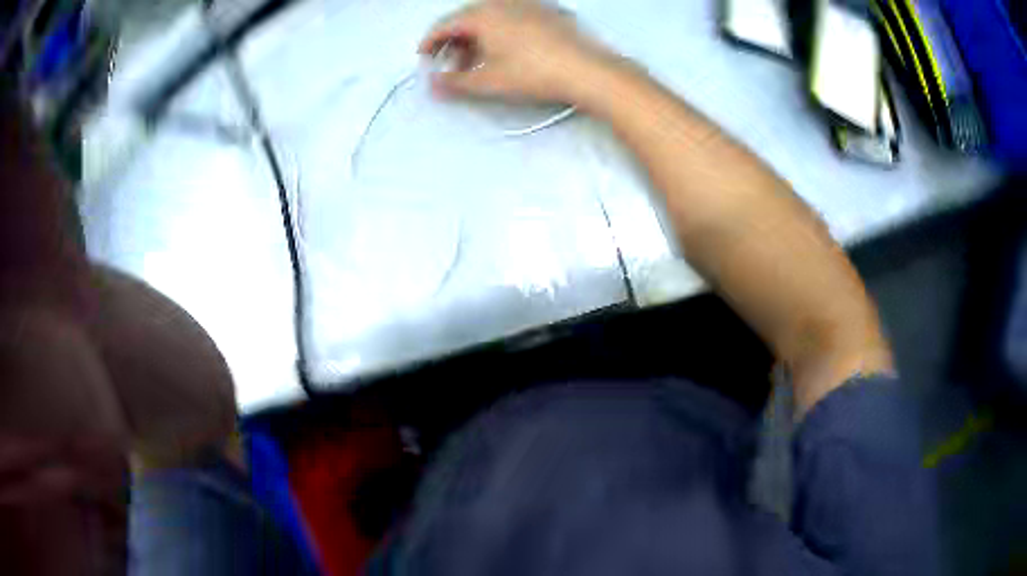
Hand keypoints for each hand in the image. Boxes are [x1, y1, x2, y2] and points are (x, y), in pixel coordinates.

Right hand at [418, 0, 618, 104]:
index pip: (444, 25)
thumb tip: (433, 84)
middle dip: (453, 43)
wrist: (586, 70)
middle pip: (466, 20)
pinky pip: (510, 19)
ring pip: (489, 19)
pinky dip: (497, 34)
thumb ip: (454, 82)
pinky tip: (502, 53)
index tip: (422, 57)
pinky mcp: (544, 12)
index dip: (429, 42)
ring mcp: (526, 5)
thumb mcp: (488, 81)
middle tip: (450, 66)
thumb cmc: (533, 73)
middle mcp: (501, 2)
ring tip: (476, 64)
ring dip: (475, 40)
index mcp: (482, 14)